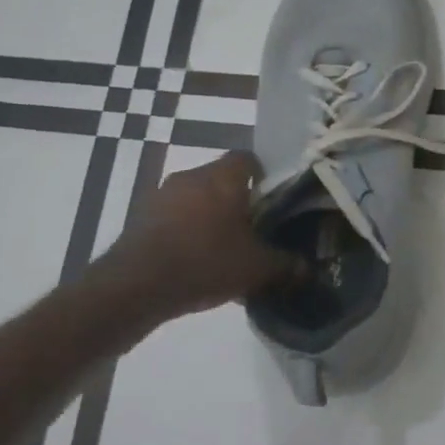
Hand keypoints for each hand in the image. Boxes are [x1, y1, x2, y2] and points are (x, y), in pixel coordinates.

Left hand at [106, 151, 302, 317]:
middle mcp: (191, 176)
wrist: (137, 285)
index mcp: (223, 178)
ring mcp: (161, 194)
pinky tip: (195, 260)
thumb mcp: (257, 268)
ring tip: (223, 248)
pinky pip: (174, 216)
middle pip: (221, 178)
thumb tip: (307, 268)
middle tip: (253, 229)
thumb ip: (286, 265)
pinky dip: (186, 230)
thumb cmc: (206, 263)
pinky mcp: (141, 216)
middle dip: (237, 200)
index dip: (264, 177)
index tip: (272, 201)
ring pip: (196, 197)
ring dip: (209, 216)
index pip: (248, 159)